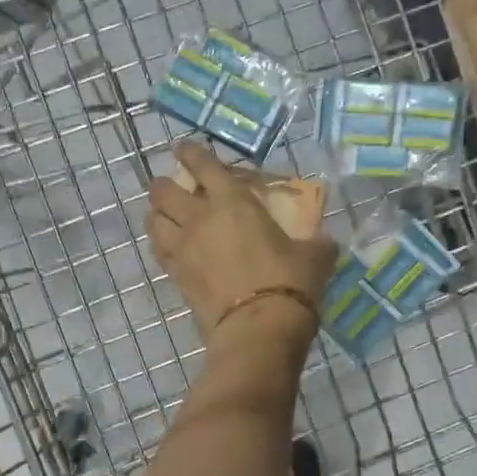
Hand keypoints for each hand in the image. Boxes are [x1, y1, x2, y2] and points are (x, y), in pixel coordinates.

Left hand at [146, 143, 333, 348]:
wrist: (259, 328)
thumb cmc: (290, 282)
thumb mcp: (315, 255)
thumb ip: (315, 242)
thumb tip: (324, 242)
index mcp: (232, 201)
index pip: (203, 164)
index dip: (191, 152)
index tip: (184, 147)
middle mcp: (199, 218)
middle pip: (163, 190)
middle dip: (165, 184)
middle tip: (176, 187)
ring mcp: (183, 248)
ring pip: (152, 219)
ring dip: (157, 213)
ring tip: (167, 216)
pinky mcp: (176, 277)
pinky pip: (158, 251)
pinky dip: (161, 243)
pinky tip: (172, 247)